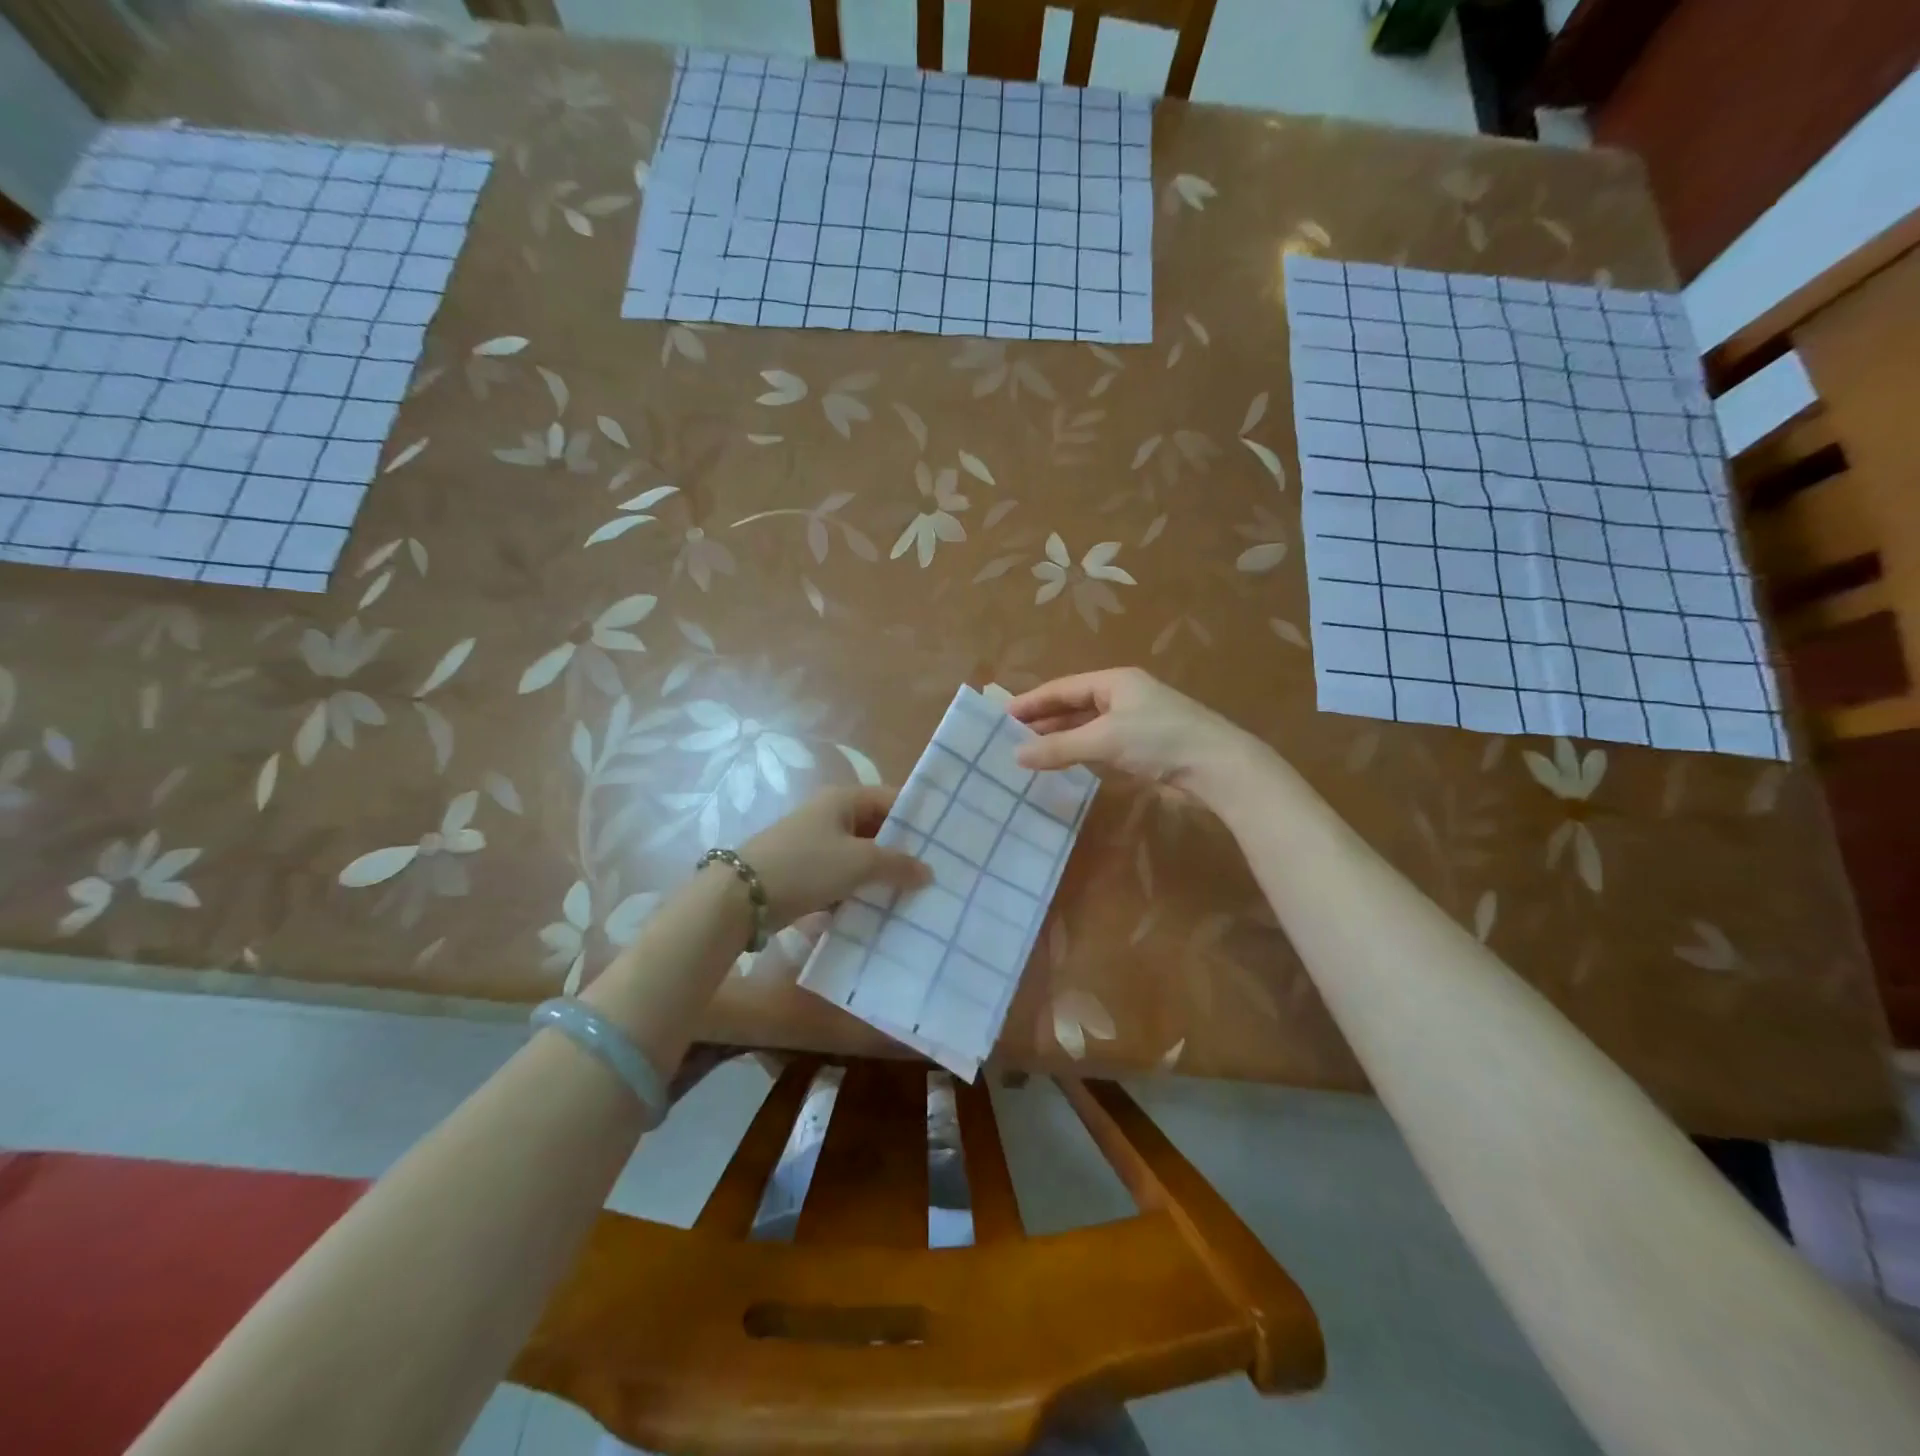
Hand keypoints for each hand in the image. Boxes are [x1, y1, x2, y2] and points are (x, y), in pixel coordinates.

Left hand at [741, 787, 928, 927]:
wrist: (741, 897)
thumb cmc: (807, 866)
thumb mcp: (859, 862)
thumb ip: (898, 864)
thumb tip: (928, 872)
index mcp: (842, 799)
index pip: (891, 799)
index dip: (917, 817)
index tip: (944, 841)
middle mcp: (829, 816)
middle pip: (876, 830)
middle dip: (901, 852)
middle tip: (934, 874)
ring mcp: (815, 845)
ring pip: (860, 857)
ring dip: (881, 876)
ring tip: (913, 896)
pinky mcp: (805, 874)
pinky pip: (842, 879)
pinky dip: (858, 892)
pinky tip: (879, 912)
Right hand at [1009, 668, 1254, 799]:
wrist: (1217, 767)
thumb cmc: (1159, 740)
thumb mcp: (1104, 740)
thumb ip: (1059, 747)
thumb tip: (1016, 755)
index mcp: (1114, 681)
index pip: (1063, 687)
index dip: (1032, 701)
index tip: (1001, 716)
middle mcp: (1123, 696)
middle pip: (1074, 705)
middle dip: (1044, 720)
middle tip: (1009, 737)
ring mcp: (1135, 721)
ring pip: (1087, 726)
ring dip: (1061, 738)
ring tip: (1029, 752)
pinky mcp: (1144, 746)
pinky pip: (1101, 744)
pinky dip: (1080, 751)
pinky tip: (1064, 763)